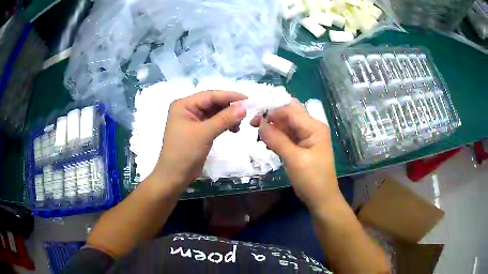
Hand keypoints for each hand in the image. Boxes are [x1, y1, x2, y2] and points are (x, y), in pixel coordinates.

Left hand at [151, 91, 246, 190]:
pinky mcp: (197, 130)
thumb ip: (224, 118)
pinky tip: (233, 129)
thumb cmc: (185, 152)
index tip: (247, 99)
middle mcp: (187, 109)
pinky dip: (224, 124)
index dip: (229, 96)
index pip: (210, 95)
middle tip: (246, 113)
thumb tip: (244, 107)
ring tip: (239, 124)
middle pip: (212, 103)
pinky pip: (213, 122)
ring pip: (214, 112)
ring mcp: (192, 120)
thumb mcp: (205, 133)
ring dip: (228, 116)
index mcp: (184, 105)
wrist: (175, 176)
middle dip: (229, 107)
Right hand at [250, 99, 338, 210]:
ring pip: (287, 124)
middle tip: (253, 124)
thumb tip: (259, 123)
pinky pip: (287, 135)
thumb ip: (277, 139)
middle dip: (271, 116)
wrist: (322, 199)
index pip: (290, 110)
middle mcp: (312, 127)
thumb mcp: (294, 159)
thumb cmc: (312, 179)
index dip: (272, 110)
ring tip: (259, 136)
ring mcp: (308, 136)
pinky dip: (277, 137)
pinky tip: (267, 143)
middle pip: (289, 113)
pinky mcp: (303, 145)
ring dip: (273, 127)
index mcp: (314, 127)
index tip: (253, 118)